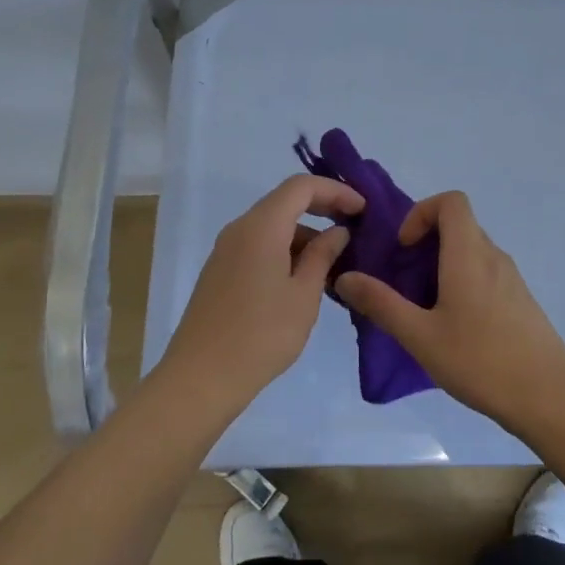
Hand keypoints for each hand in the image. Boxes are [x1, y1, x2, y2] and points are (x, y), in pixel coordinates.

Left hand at [157, 175, 363, 413]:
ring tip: (336, 265)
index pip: (301, 186)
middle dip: (323, 209)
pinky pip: (259, 246)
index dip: (336, 191)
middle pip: (285, 202)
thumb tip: (338, 231)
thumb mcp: (304, 295)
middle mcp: (240, 229)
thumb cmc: (261, 334)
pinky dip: (286, 252)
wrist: (201, 378)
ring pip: (273, 226)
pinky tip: (305, 281)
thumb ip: (323, 256)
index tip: (363, 210)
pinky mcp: (221, 272)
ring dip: (306, 236)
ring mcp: (226, 251)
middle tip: (355, 229)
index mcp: (261, 227)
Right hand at [334, 190, 564, 428]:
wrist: (549, 396)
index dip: (422, 213)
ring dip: (443, 266)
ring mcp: (512, 279)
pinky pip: (486, 274)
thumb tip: (344, 277)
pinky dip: (463, 282)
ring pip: (472, 252)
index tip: (404, 249)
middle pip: (459, 226)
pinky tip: (454, 327)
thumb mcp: (420, 336)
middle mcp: (494, 257)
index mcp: (469, 255)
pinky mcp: (521, 301)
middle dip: (426, 243)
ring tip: (424, 308)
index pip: (451, 202)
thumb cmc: (480, 361)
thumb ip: (381, 304)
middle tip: (404, 282)